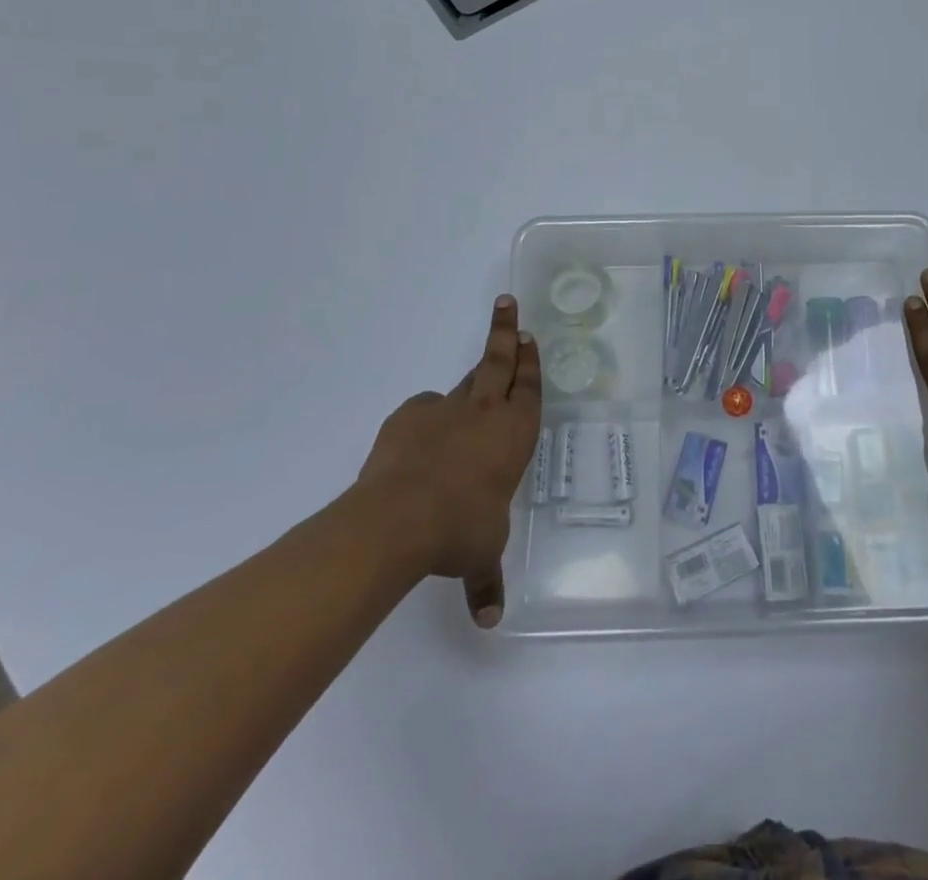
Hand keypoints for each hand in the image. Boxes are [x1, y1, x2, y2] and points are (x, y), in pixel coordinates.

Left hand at [355, 296, 541, 628]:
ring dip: (471, 377)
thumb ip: (486, 582)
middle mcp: (483, 412)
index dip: (530, 361)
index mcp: (513, 434)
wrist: (397, 519)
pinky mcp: (407, 417)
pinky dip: (427, 419)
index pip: (528, 388)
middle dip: (505, 332)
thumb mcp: (480, 556)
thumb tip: (488, 622)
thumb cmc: (459, 529)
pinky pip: (423, 411)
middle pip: (497, 361)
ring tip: (472, 380)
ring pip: (462, 383)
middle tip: (507, 304)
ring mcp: (442, 410)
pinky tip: (419, 440)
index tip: (529, 336)